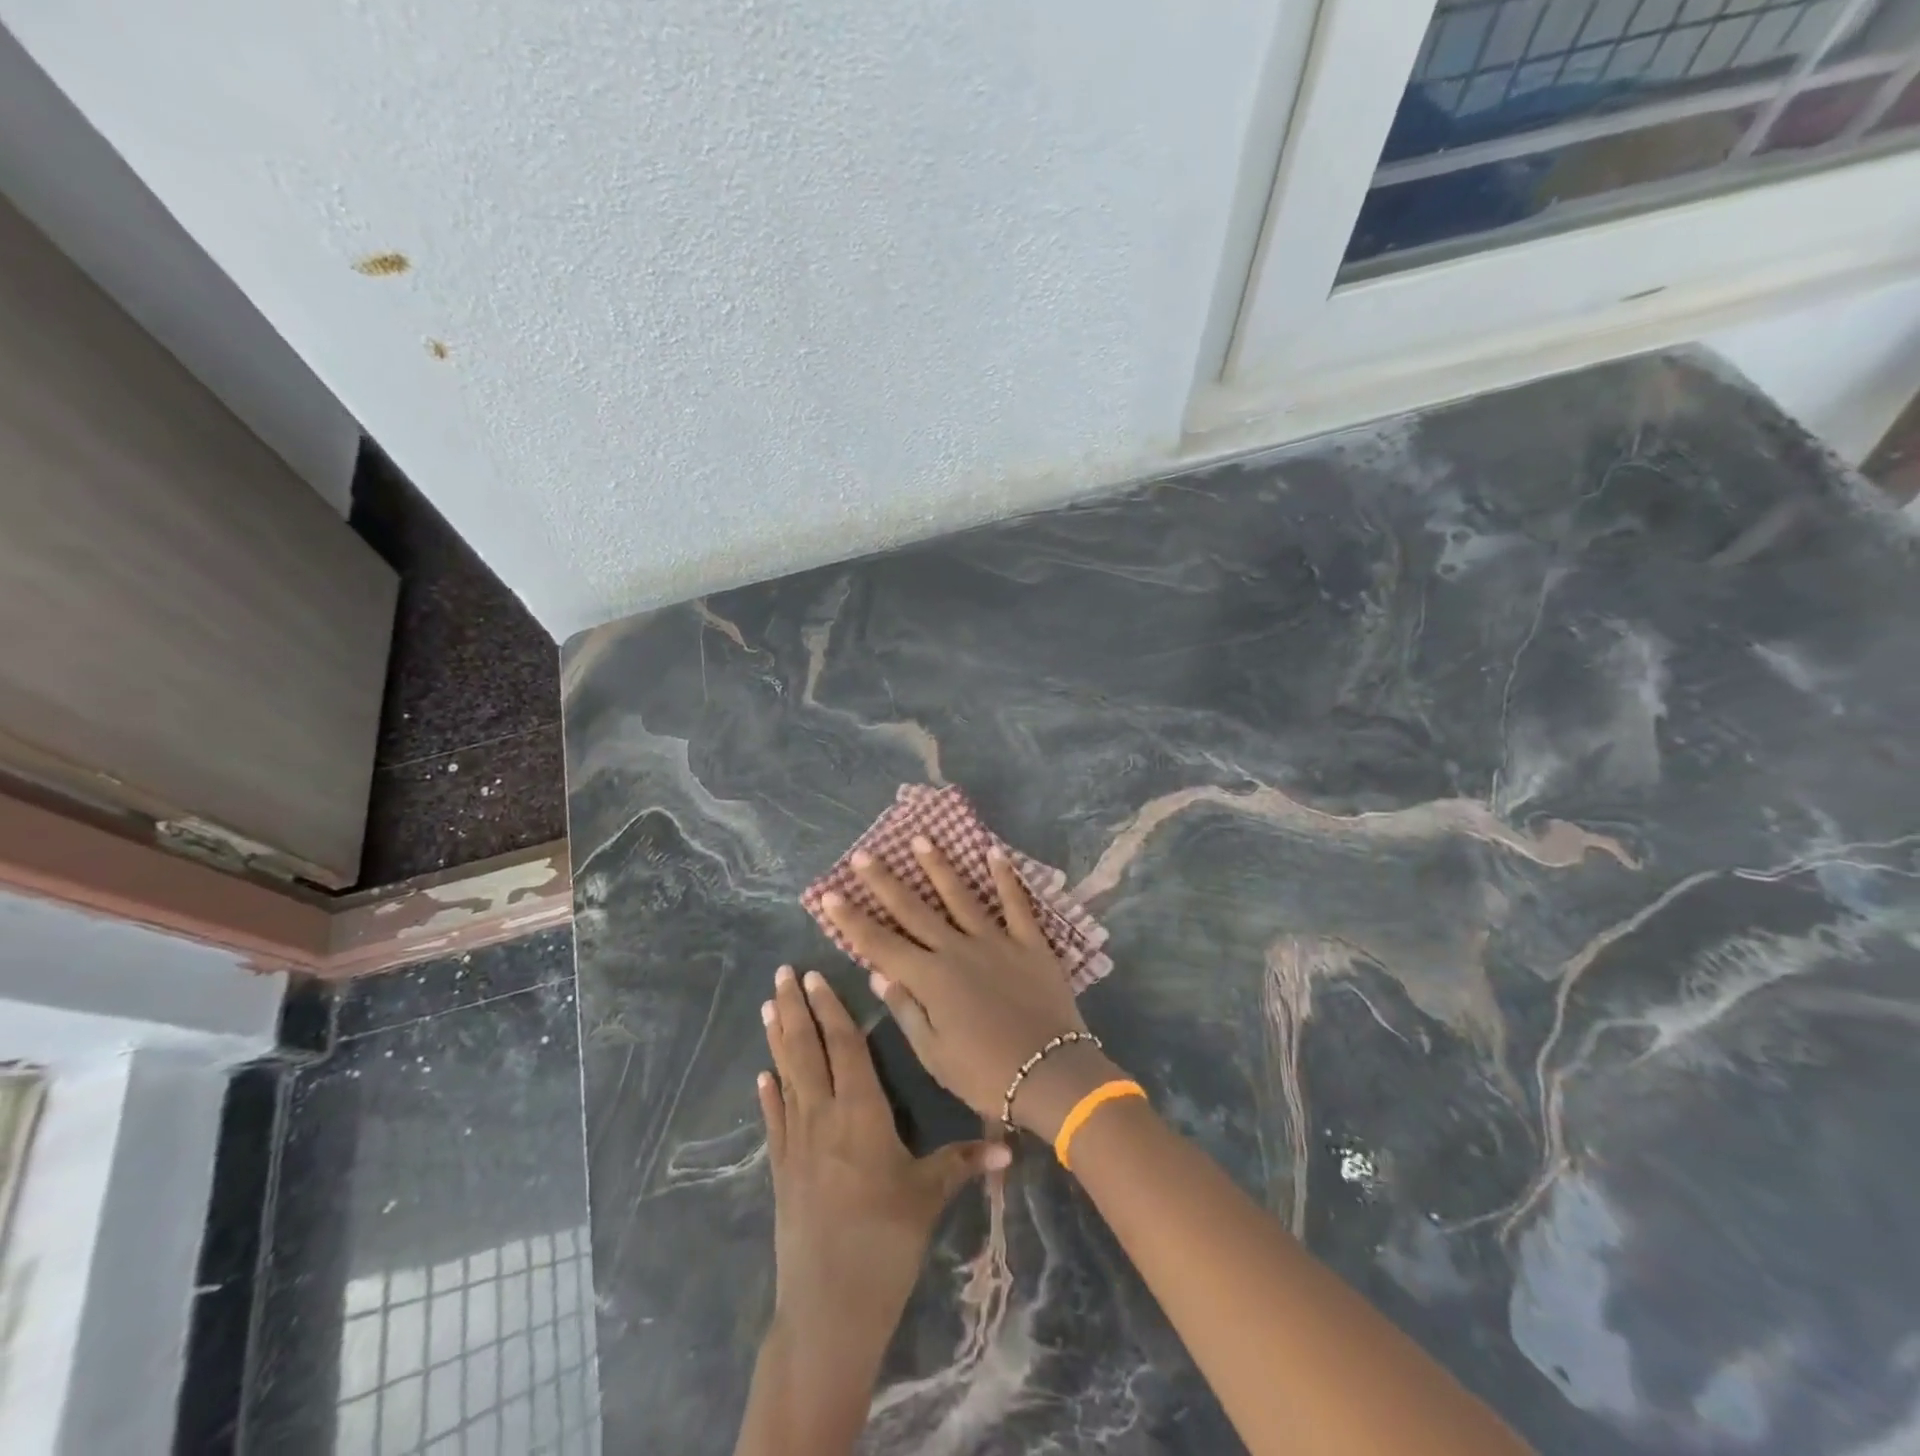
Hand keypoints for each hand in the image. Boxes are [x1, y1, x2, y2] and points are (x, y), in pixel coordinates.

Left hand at [758, 964, 1007, 1366]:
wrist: (828, 1309)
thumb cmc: (885, 1243)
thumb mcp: (930, 1197)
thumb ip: (965, 1162)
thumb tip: (1013, 1145)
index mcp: (860, 1112)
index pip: (844, 1046)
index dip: (830, 1008)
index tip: (814, 975)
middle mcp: (823, 1116)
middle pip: (806, 1050)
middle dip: (794, 1008)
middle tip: (782, 972)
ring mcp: (796, 1143)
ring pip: (787, 1075)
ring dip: (777, 1038)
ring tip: (766, 1005)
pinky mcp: (782, 1171)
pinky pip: (774, 1119)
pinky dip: (769, 1093)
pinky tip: (763, 1075)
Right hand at [821, 838, 1121, 1139]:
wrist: (1051, 1075)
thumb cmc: (985, 1075)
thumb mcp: (934, 1054)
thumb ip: (907, 1010)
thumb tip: (878, 975)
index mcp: (930, 979)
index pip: (880, 944)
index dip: (853, 920)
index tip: (830, 894)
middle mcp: (957, 950)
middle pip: (914, 910)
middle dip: (885, 882)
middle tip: (863, 854)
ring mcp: (995, 941)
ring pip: (960, 896)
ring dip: (938, 866)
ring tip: (921, 839)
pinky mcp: (1030, 942)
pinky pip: (1016, 904)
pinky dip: (1005, 877)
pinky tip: (993, 852)